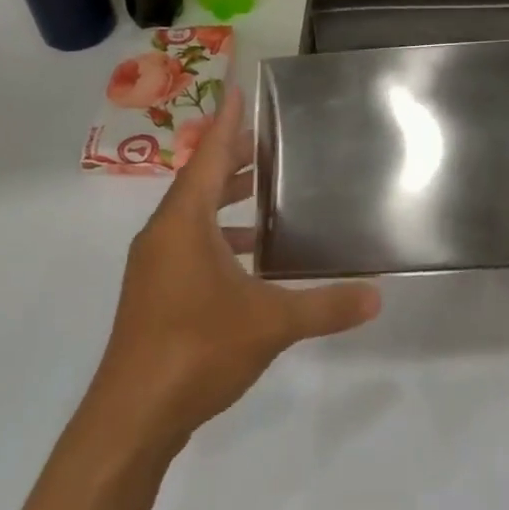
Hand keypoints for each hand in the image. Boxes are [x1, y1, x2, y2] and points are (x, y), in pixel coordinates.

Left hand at [90, 87, 380, 448]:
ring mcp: (154, 268)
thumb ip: (325, 306)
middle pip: (198, 182)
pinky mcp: (154, 296)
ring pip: (192, 216)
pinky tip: (249, 257)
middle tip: (267, 139)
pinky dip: (217, 236)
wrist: (131, 418)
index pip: (207, 157)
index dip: (226, 124)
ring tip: (263, 191)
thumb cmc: (196, 350)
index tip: (238, 91)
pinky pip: (188, 245)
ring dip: (224, 200)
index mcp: (183, 224)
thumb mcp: (270, 323)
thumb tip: (377, 296)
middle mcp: (163, 236)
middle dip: (230, 158)